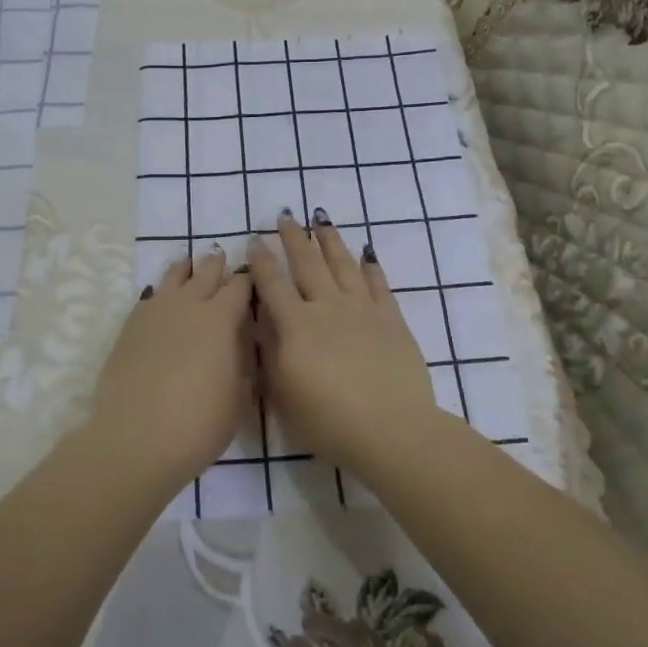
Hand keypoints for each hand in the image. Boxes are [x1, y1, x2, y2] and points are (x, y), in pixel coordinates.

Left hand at [89, 247, 253, 490]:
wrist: (135, 439)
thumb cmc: (198, 424)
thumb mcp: (239, 398)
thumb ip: (243, 363)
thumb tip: (241, 345)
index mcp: (221, 319)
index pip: (240, 286)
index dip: (248, 280)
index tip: (251, 279)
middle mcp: (188, 305)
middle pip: (205, 272)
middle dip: (217, 265)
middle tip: (221, 259)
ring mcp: (155, 312)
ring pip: (173, 276)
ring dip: (186, 270)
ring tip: (190, 267)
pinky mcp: (130, 326)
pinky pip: (149, 296)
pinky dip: (160, 292)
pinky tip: (161, 299)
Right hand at [249, 211, 438, 472]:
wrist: (390, 429)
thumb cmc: (328, 420)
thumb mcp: (283, 393)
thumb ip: (270, 352)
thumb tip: (262, 322)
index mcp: (297, 326)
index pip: (273, 285)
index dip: (263, 262)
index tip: (256, 241)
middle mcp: (328, 307)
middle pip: (308, 264)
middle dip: (295, 239)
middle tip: (286, 217)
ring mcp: (363, 310)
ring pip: (344, 265)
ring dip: (331, 241)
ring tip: (322, 221)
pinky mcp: (391, 319)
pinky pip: (379, 284)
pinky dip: (371, 267)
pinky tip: (367, 254)